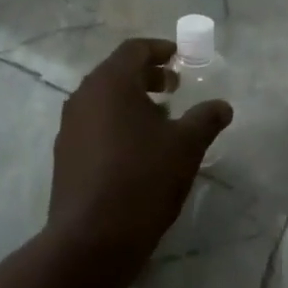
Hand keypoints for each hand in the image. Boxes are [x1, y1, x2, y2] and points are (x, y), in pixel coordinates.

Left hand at [46, 38, 232, 278]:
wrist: (92, 238)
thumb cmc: (143, 179)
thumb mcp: (186, 146)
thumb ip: (205, 119)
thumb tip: (222, 106)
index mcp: (110, 83)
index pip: (134, 50)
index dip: (159, 50)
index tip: (180, 58)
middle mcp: (83, 96)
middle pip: (116, 73)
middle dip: (147, 76)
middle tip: (174, 88)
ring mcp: (69, 126)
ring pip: (103, 100)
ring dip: (132, 101)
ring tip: (161, 120)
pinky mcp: (65, 154)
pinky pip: (93, 124)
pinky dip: (116, 123)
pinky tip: (137, 150)